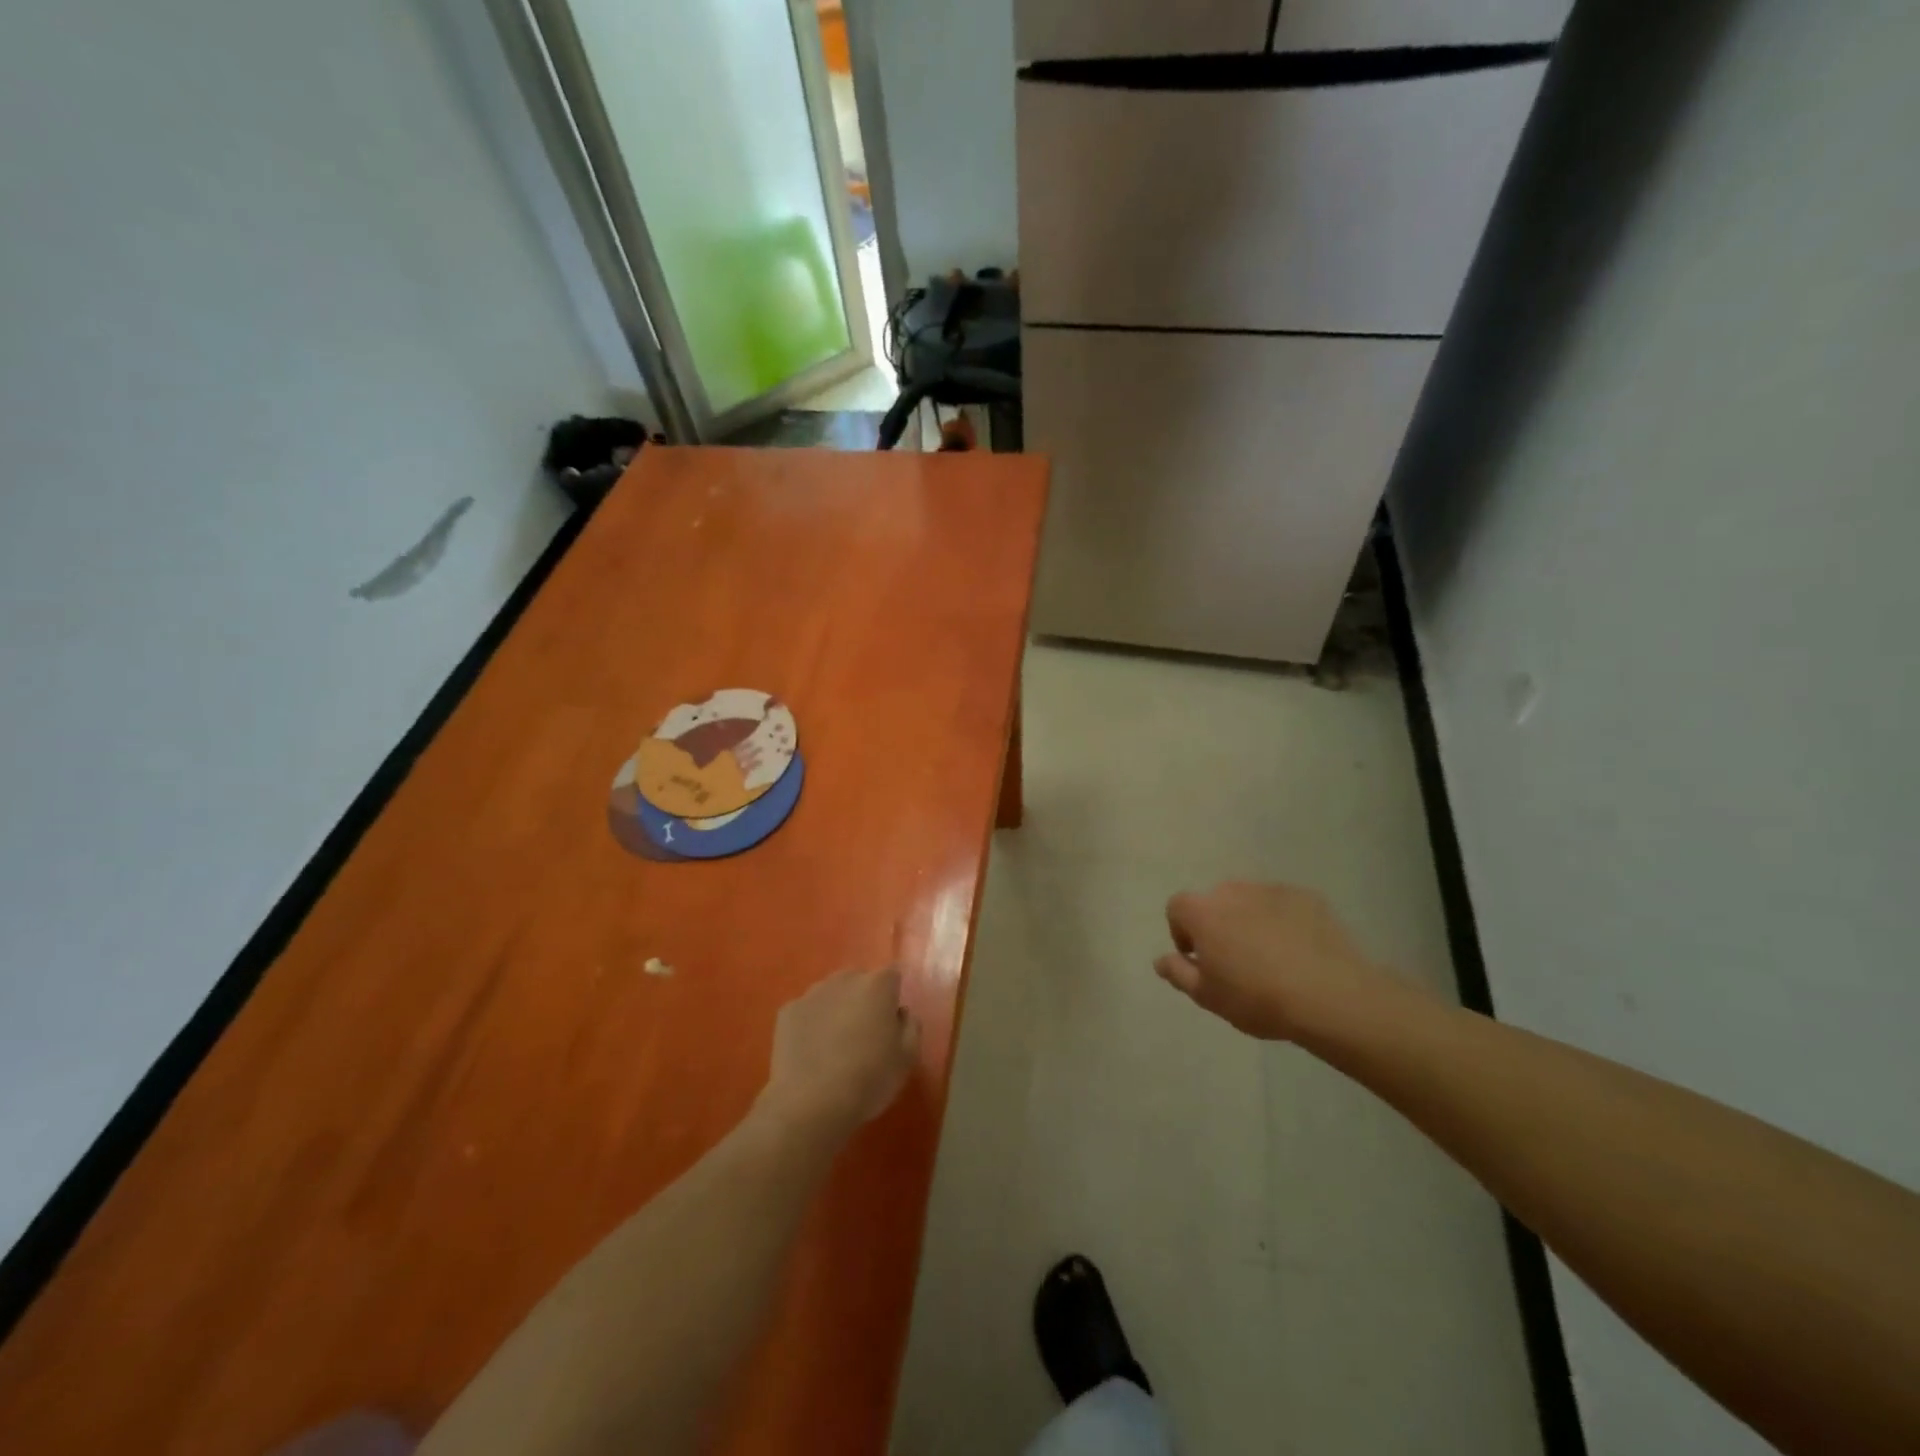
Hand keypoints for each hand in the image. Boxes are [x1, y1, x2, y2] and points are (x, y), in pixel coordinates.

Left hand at [760, 968, 919, 1144]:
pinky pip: (807, 1011)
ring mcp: (812, 993)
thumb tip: (901, 1012)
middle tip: (864, 1033)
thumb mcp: (906, 1059)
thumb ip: (910, 1026)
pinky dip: (811, 1023)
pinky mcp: (787, 1011)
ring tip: (835, 1044)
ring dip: (837, 1008)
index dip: (893, 996)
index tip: (890, 1021)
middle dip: (864, 998)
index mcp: (877, 986)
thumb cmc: (868, 1080)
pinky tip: (811, 1051)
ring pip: (831, 993)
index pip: (892, 975)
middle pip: (859, 980)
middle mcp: (844, 979)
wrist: (810, 1104)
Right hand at [1155, 881, 1404, 1040]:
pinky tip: (1299, 951)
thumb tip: (1160, 960)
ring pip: (1250, 901)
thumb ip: (1178, 973)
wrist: (1330, 996)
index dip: (1182, 932)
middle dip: (1218, 925)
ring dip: (1249, 921)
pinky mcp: (1307, 897)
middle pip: (1214, 902)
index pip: (1177, 907)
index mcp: (1203, 911)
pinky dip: (1283, 921)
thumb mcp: (1207, 996)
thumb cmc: (1257, 998)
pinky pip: (1283, 905)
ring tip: (1270, 957)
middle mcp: (1233, 891)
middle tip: (1234, 961)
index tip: (1199, 959)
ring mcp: (1272, 890)